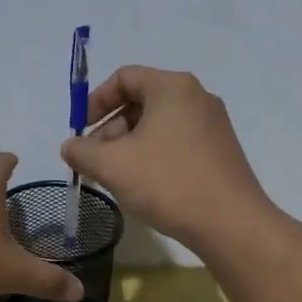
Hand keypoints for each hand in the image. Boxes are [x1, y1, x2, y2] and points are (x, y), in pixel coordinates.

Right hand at [60, 66, 273, 251]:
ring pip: (158, 125)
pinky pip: (177, 142)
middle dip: (110, 130)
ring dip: (129, 146)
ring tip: (116, 178)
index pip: (124, 77)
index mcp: (172, 87)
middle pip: (141, 101)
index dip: (95, 101)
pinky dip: (153, 156)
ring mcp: (213, 124)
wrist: (231, 224)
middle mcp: (196, 97)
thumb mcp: (113, 166)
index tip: (81, 132)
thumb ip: (82, 151)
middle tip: (95, 162)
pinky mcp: (220, 150)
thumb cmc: (169, 183)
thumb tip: (70, 147)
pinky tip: (145, 186)